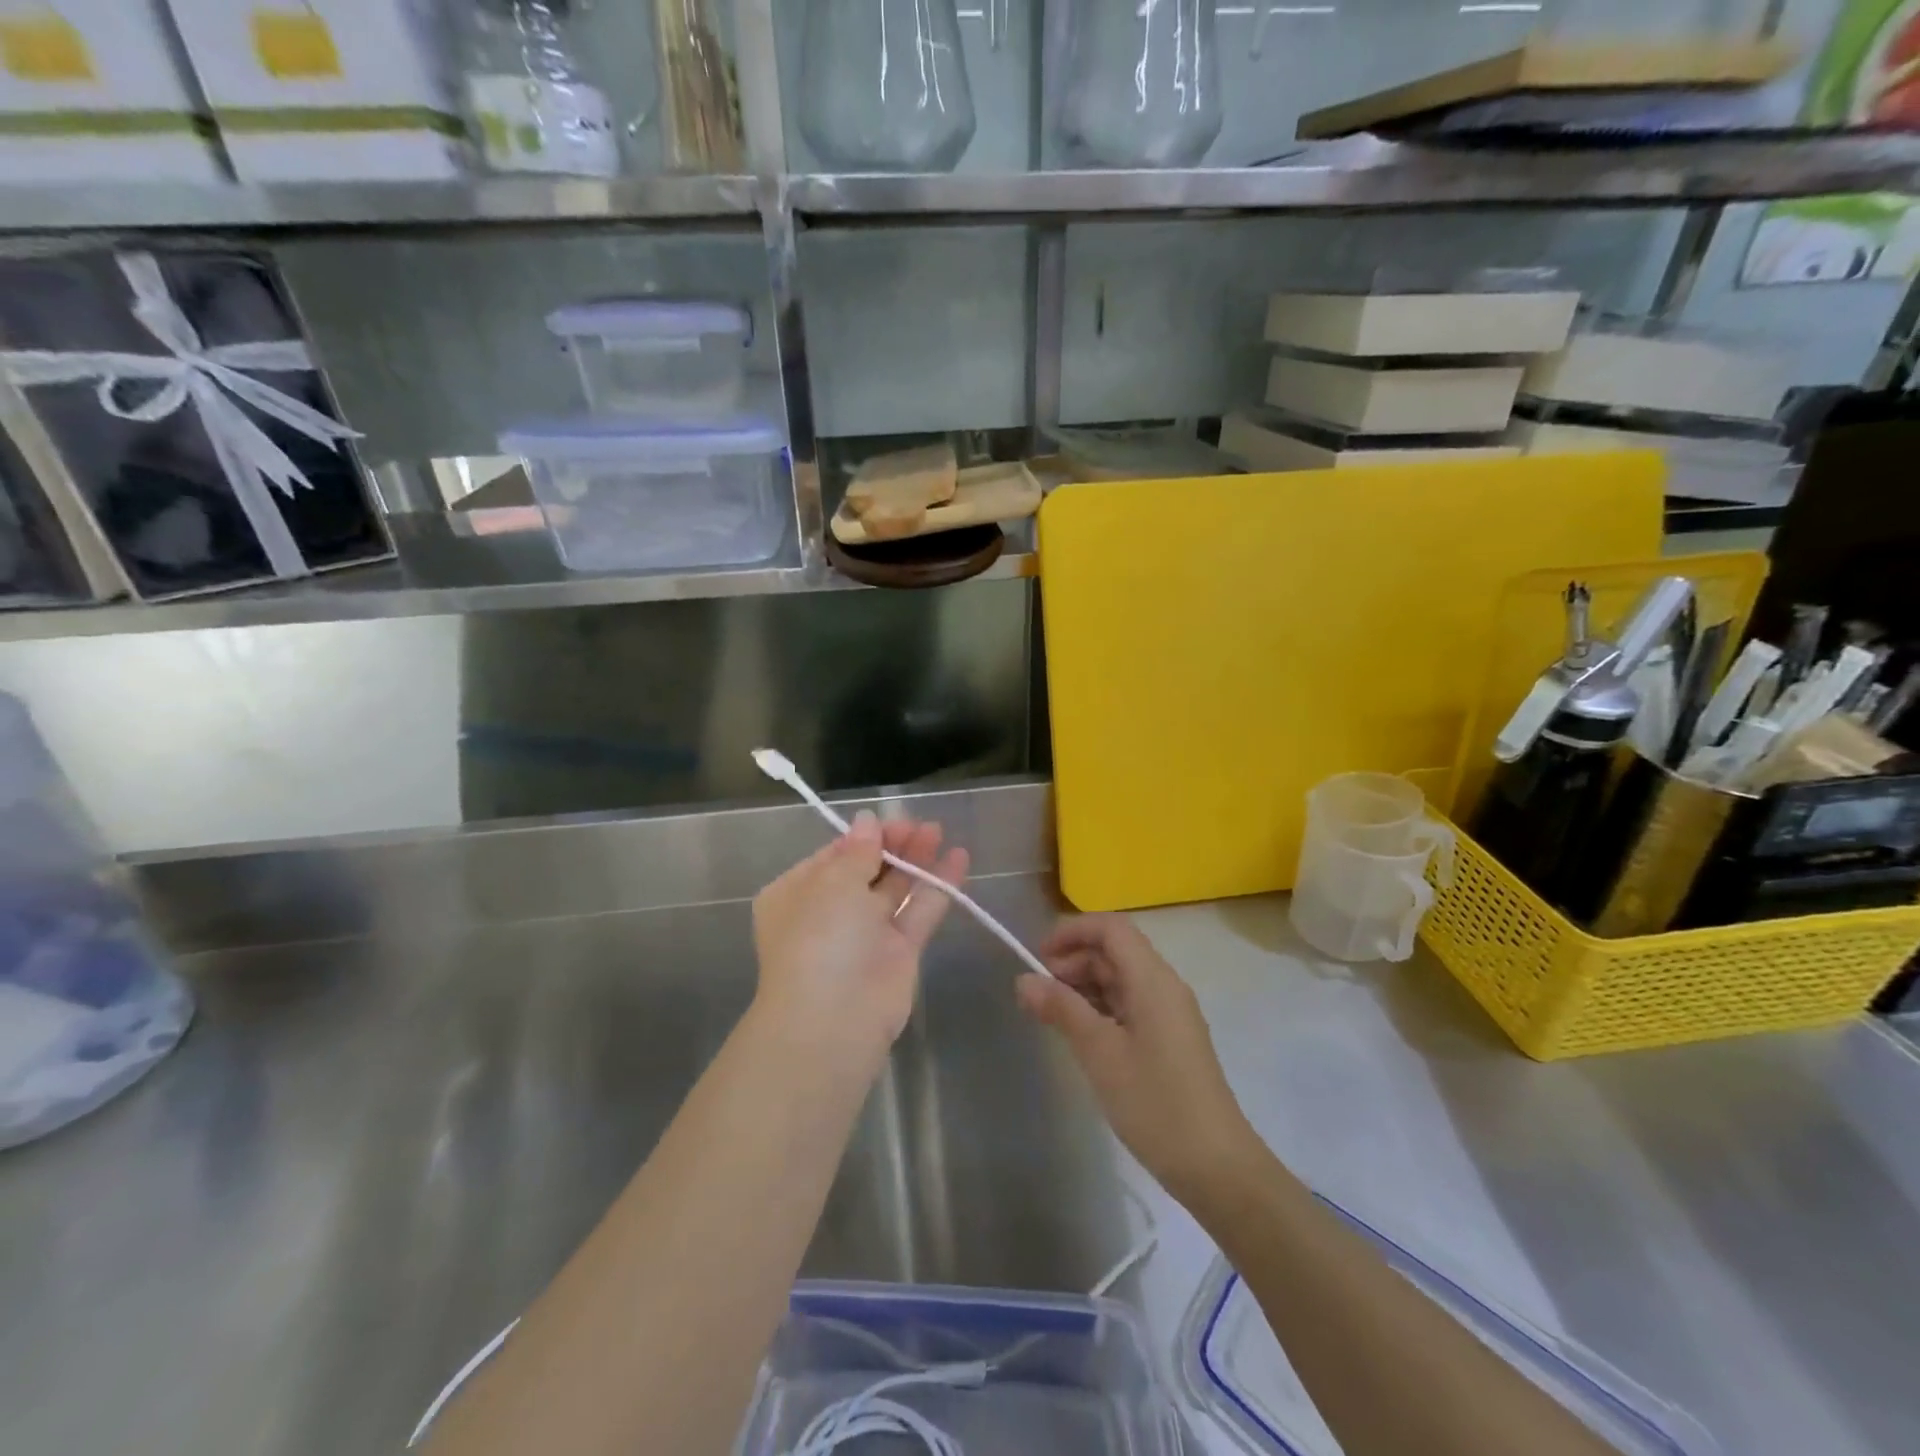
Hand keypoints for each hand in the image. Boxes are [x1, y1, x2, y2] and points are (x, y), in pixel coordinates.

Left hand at [752, 811, 968, 1054]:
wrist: (834, 1019)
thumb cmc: (820, 937)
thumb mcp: (833, 882)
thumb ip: (858, 850)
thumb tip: (868, 821)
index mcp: (798, 893)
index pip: (833, 856)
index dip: (863, 836)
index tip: (891, 819)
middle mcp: (830, 912)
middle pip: (867, 869)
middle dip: (893, 845)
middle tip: (921, 824)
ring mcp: (866, 934)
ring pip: (895, 888)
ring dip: (916, 859)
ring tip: (939, 831)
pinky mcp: (900, 953)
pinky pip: (920, 911)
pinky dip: (938, 886)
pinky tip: (959, 858)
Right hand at [1017, 914, 1256, 1199]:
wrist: (1217, 1168)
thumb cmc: (1156, 1104)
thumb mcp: (1100, 1053)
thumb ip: (1062, 1010)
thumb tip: (1024, 980)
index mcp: (1153, 980)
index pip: (1111, 928)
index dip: (1072, 932)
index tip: (1038, 957)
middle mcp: (1164, 987)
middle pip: (1115, 951)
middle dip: (1074, 961)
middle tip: (1039, 993)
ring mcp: (1169, 1014)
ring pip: (1121, 979)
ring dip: (1084, 986)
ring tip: (1052, 1015)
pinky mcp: (1170, 1040)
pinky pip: (1130, 1005)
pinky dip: (1100, 1008)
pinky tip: (1080, 1035)